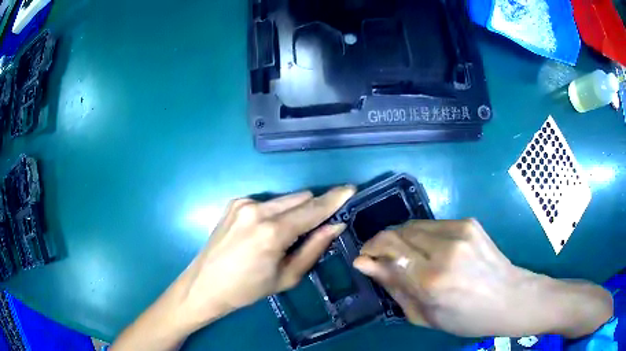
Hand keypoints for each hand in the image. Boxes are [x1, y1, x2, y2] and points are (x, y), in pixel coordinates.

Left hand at [181, 186, 355, 325]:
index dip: (334, 199)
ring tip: (287, 235)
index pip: (312, 209)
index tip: (351, 189)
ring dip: (295, 210)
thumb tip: (335, 225)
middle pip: (300, 197)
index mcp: (272, 232)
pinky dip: (276, 212)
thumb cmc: (248, 289)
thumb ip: (313, 248)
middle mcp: (257, 209)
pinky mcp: (235, 203)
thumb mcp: (287, 276)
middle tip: (317, 227)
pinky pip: (267, 201)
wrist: (205, 285)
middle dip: (314, 208)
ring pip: (284, 198)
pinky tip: (266, 231)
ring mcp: (243, 203)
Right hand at [353, 219, 612, 337]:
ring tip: (405, 256)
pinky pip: (432, 224)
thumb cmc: (466, 318)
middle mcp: (445, 249)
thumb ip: (394, 287)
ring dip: (401, 238)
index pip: (389, 249)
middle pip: (398, 231)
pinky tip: (429, 251)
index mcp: (433, 280)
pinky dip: (421, 235)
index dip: (370, 250)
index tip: (363, 258)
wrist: (510, 297)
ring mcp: (460, 231)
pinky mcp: (469, 222)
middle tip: (380, 257)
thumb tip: (365, 264)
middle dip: (381, 242)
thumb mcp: (425, 316)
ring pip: (413, 224)